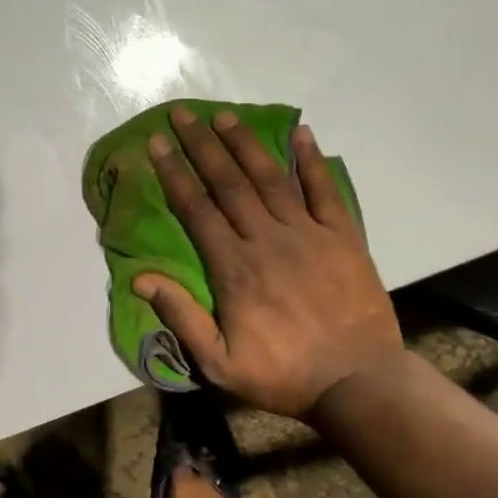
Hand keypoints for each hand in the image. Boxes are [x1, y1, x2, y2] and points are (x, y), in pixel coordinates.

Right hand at [135, 108, 403, 419]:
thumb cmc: (282, 375)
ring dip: (246, 144)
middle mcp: (268, 240)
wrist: (357, 382)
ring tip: (224, 116)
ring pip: (271, 179)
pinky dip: (312, 161)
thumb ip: (181, 317)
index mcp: (234, 268)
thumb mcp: (218, 362)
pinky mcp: (343, 237)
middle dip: (202, 146)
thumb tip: (140, 278)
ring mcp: (309, 234)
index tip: (158, 144)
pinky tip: (302, 133)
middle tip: (183, 114)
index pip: (197, 209)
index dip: (175, 174)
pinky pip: (326, 190)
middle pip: (229, 183)